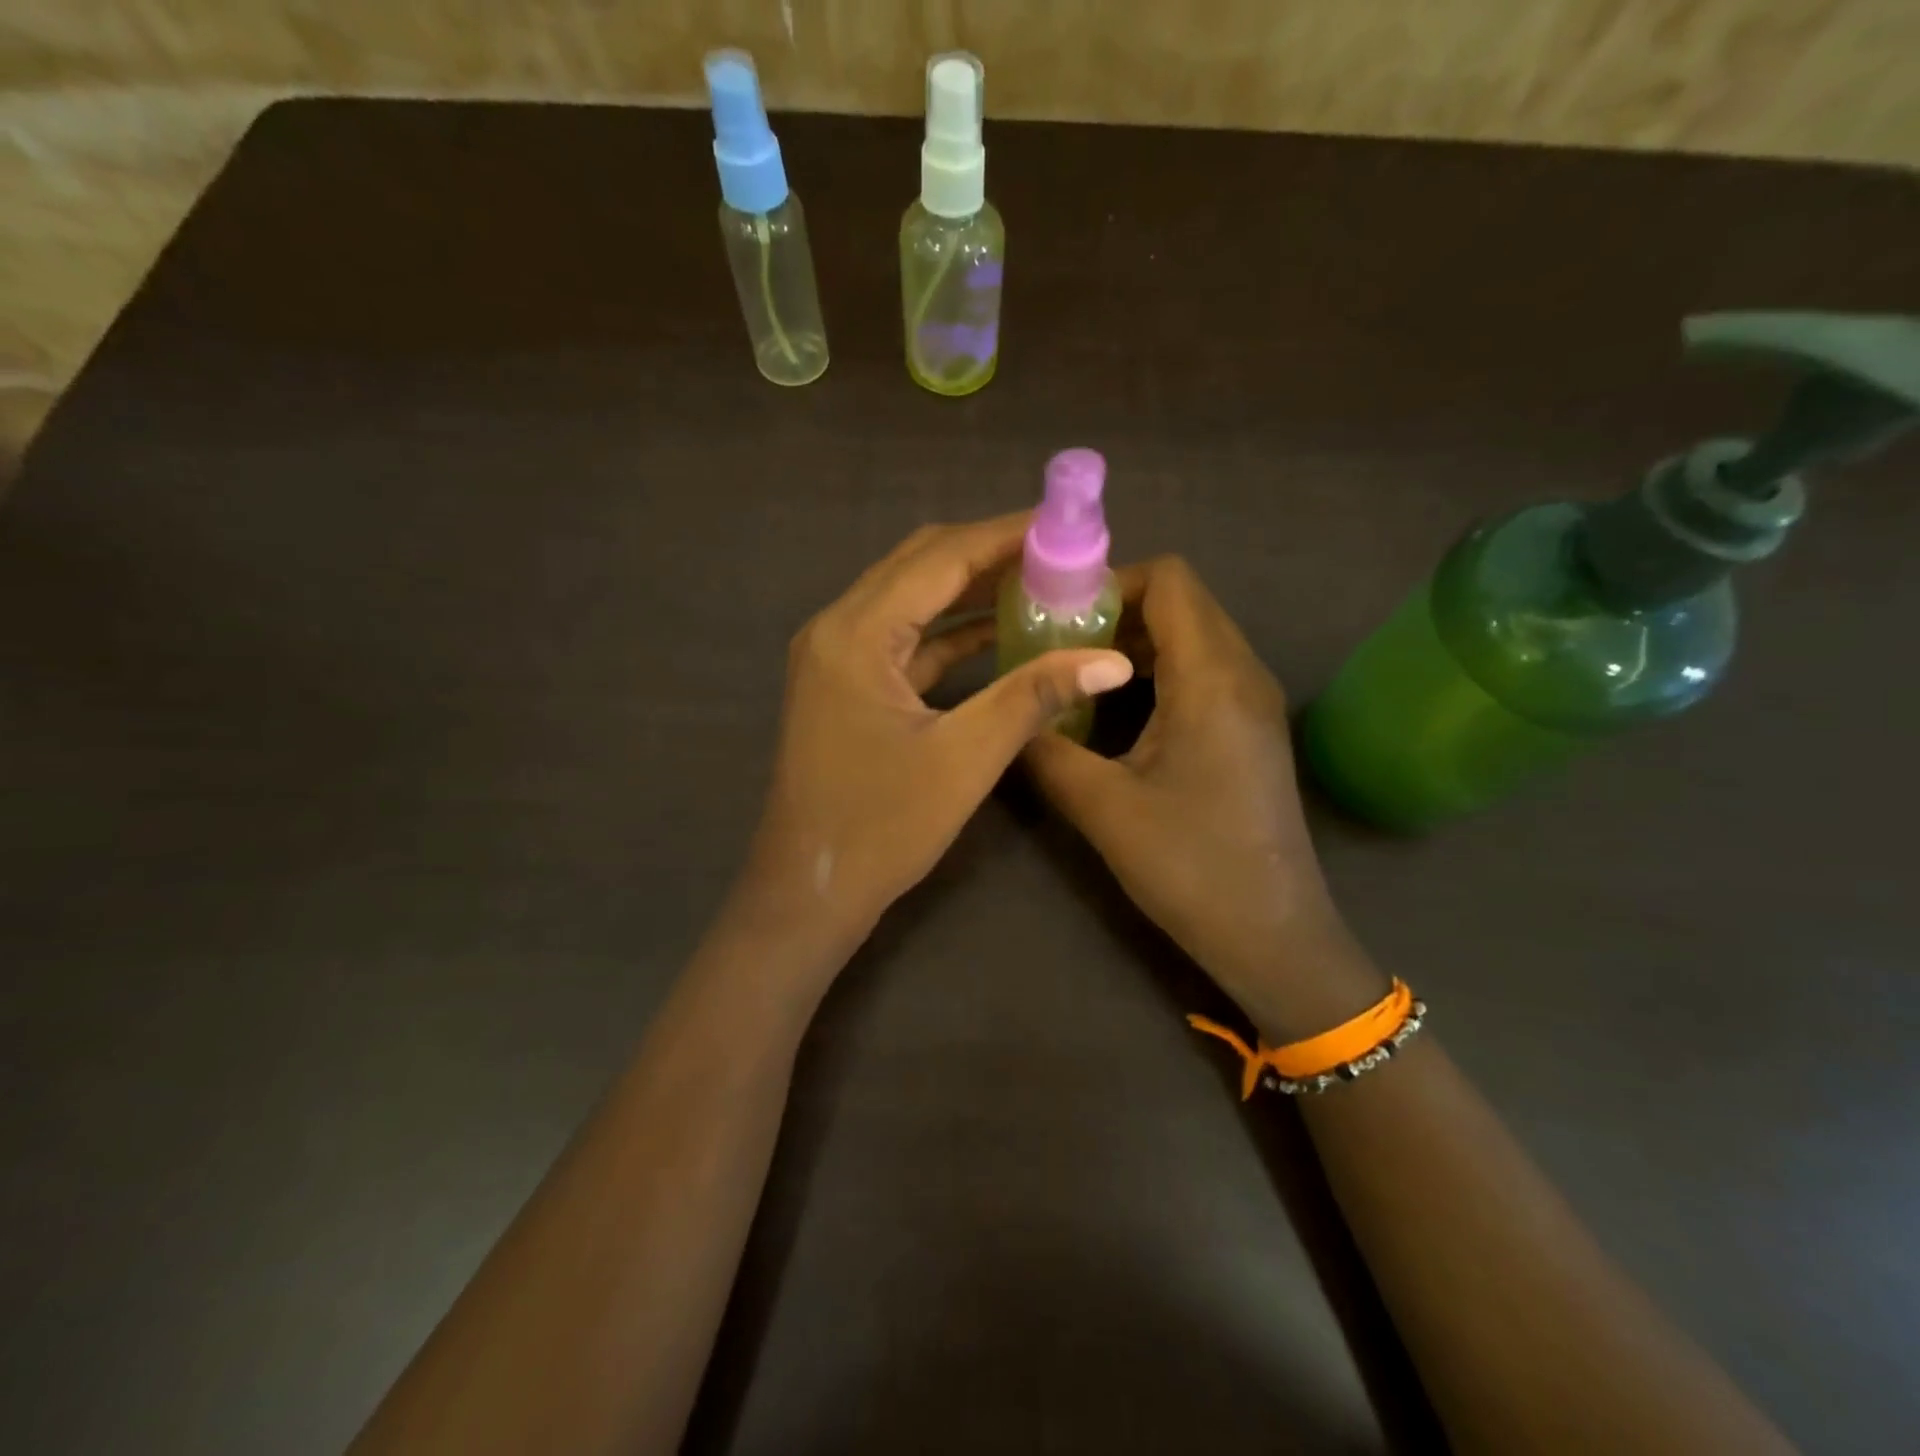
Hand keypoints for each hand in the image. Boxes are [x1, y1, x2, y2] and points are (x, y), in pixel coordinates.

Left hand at [729, 513, 1133, 968]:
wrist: (810, 892)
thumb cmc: (881, 828)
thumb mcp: (965, 757)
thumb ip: (1034, 696)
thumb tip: (1112, 659)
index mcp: (856, 633)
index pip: (940, 557)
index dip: (1005, 534)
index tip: (1064, 523)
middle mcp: (837, 628)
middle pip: (920, 565)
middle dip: (989, 553)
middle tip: (1058, 552)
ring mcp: (837, 657)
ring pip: (911, 600)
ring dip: (970, 590)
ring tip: (1039, 583)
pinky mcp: (846, 686)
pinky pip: (904, 640)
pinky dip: (949, 632)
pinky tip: (998, 634)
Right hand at [1023, 557, 1380, 1036]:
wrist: (1273, 935)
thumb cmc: (1190, 867)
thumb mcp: (1102, 807)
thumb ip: (1045, 750)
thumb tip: (1007, 714)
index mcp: (1213, 678)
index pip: (1169, 580)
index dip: (1110, 582)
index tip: (1057, 616)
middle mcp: (1243, 673)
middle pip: (1181, 602)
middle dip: (1115, 611)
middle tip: (1055, 645)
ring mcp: (1254, 701)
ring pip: (1192, 636)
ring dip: (1134, 643)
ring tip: (1076, 674)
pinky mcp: (1252, 728)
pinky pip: (1202, 670)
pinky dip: (1157, 671)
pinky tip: (1116, 711)